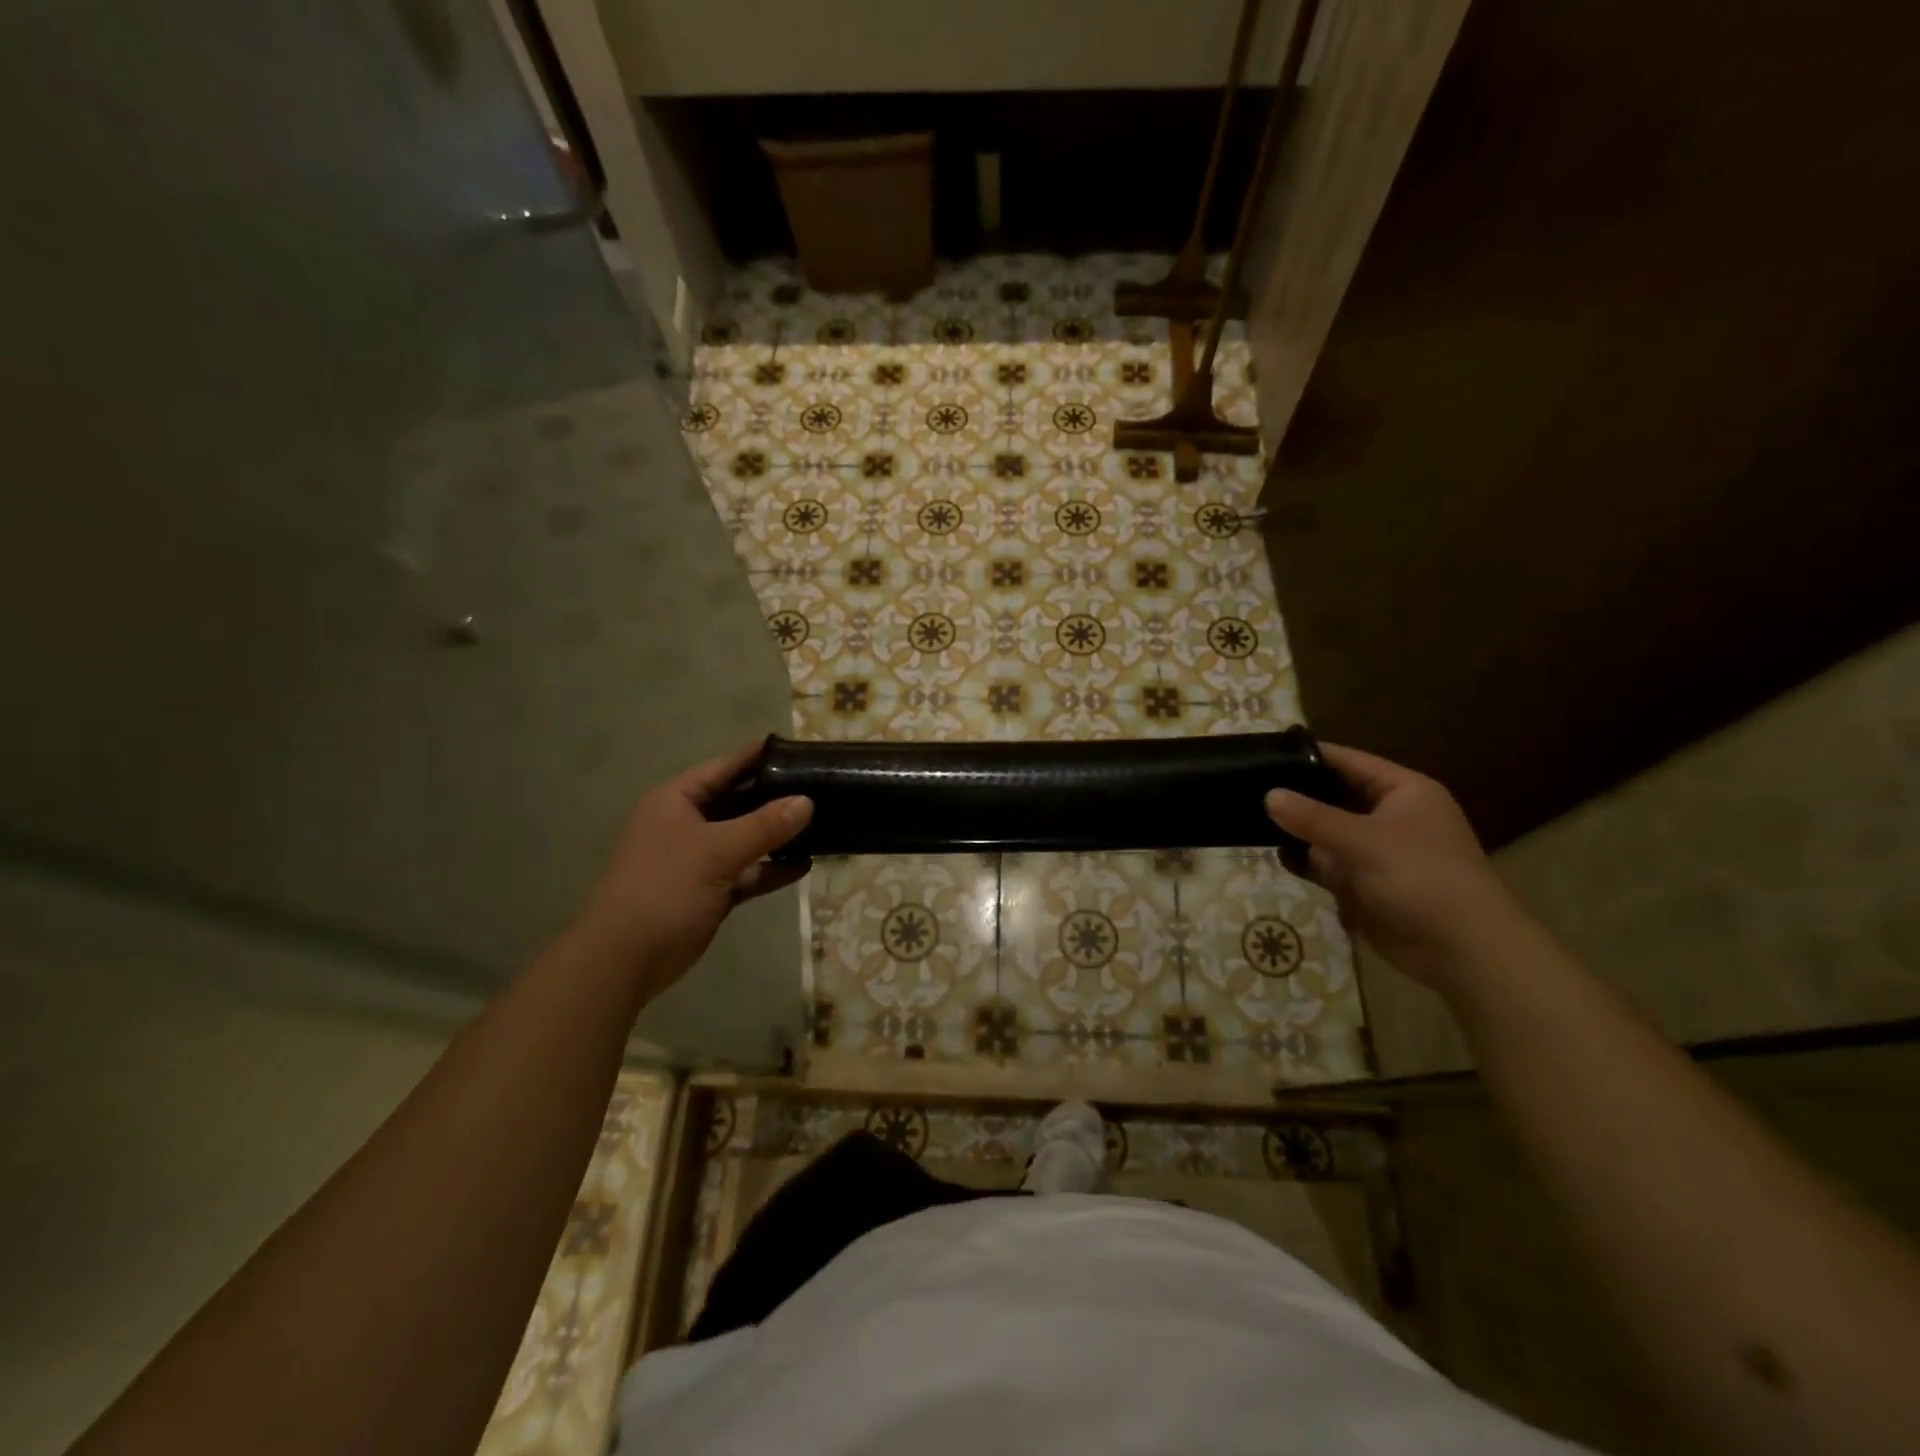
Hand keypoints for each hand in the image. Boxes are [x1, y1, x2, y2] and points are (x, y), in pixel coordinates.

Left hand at [574, 741, 812, 989]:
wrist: (625, 959)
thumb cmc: (665, 889)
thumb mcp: (717, 851)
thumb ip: (764, 825)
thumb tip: (807, 802)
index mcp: (678, 800)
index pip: (725, 767)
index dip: (760, 756)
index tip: (799, 750)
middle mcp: (687, 823)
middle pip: (739, 801)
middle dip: (776, 797)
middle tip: (820, 788)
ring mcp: (698, 858)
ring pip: (745, 838)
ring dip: (777, 836)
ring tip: (821, 825)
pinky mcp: (710, 890)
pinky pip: (747, 871)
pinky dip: (771, 868)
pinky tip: (803, 865)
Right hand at [1265, 744, 1520, 989]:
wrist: (1462, 952)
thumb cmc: (1423, 879)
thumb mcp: (1365, 841)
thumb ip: (1313, 818)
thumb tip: (1268, 795)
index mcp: (1403, 792)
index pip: (1348, 762)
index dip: (1309, 756)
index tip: (1265, 752)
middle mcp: (1388, 816)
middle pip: (1332, 796)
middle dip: (1296, 796)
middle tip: (1248, 785)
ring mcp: (1375, 851)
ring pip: (1324, 832)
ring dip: (1296, 831)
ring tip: (1250, 819)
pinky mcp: (1363, 883)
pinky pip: (1326, 863)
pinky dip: (1304, 860)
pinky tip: (1277, 855)